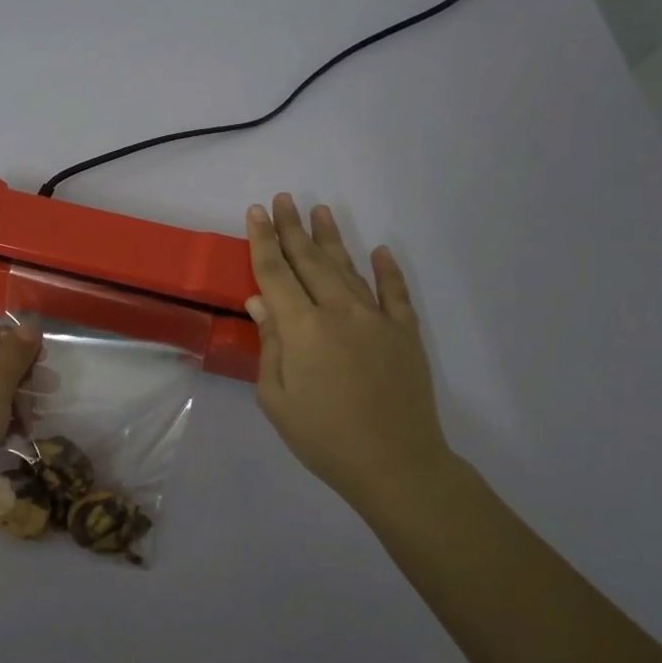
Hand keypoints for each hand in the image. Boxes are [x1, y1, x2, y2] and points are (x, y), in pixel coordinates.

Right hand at [245, 194, 457, 511]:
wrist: (395, 464)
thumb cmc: (323, 437)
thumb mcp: (277, 399)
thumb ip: (270, 345)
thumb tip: (260, 303)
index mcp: (302, 329)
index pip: (275, 274)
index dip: (263, 241)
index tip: (256, 212)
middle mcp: (339, 312)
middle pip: (310, 261)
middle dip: (293, 228)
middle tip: (283, 198)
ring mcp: (377, 320)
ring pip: (349, 269)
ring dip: (332, 238)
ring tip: (320, 210)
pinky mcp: (405, 334)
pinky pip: (395, 293)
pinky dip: (388, 270)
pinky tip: (381, 250)